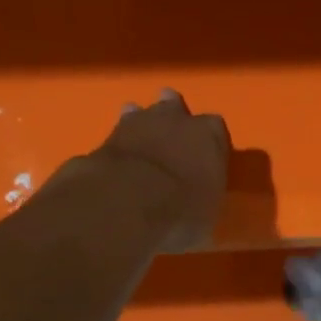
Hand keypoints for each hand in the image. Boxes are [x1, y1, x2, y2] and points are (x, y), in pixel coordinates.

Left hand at [86, 90, 230, 252]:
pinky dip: (118, 145)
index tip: (205, 156)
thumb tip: (197, 204)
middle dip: (172, 116)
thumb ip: (202, 198)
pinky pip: (116, 135)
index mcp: (209, 134)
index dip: (209, 141)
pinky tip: (115, 158)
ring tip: (139, 140)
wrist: (126, 203)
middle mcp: (175, 118)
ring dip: (140, 124)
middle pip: (174, 106)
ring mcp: (137, 122)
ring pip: (140, 112)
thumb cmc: (181, 211)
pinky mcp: (105, 137)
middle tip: (169, 134)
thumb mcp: (206, 215)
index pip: (215, 128)